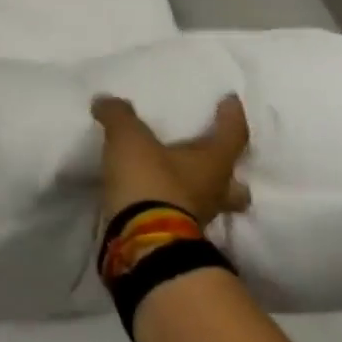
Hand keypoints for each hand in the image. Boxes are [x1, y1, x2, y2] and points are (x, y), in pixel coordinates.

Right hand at [91, 94, 251, 227]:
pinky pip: (183, 215)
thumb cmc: (149, 181)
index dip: (232, 116)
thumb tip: (106, 100)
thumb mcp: (129, 139)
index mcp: (214, 163)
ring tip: (184, 182)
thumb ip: (119, 116)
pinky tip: (159, 198)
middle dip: (230, 172)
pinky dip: (174, 205)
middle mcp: (214, 192)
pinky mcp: (177, 236)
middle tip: (217, 159)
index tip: (230, 100)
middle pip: (235, 184)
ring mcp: (199, 218)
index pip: (233, 134)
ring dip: (202, 193)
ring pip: (212, 203)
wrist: (142, 240)